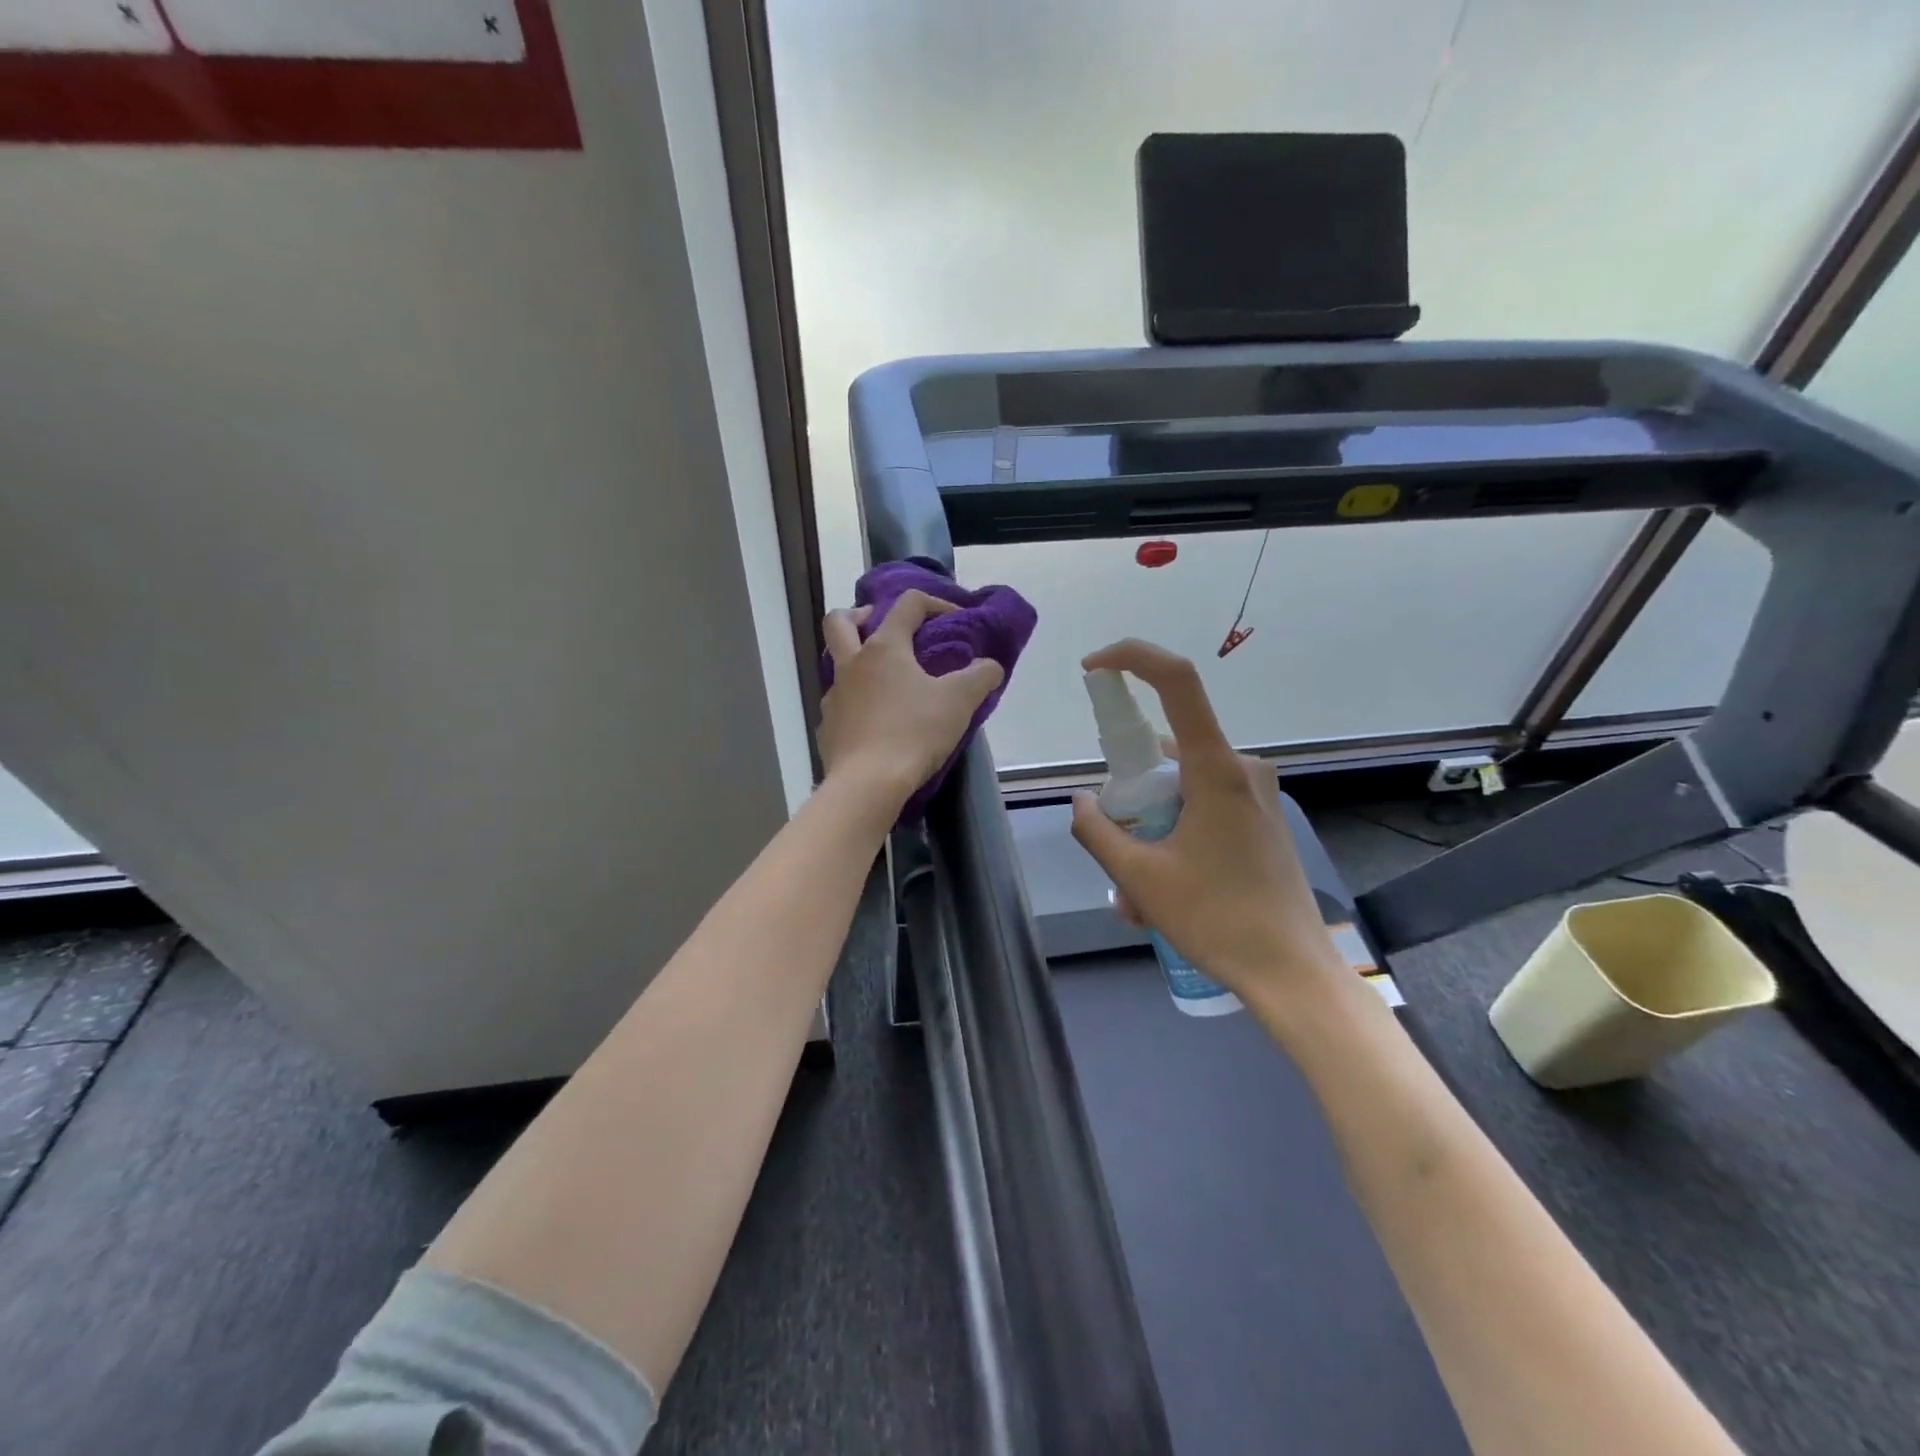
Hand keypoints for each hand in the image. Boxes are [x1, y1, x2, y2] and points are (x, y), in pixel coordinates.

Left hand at [818, 590, 1005, 811]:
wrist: (867, 783)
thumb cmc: (914, 732)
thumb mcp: (959, 701)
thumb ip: (980, 676)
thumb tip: (990, 666)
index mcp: (884, 647)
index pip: (907, 604)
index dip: (935, 603)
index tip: (956, 620)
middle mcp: (851, 664)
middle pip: (839, 621)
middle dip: (861, 615)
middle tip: (884, 628)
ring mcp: (834, 696)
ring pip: (836, 663)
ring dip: (857, 661)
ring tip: (886, 680)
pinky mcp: (828, 728)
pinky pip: (839, 704)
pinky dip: (856, 703)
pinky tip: (875, 721)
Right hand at [1068, 640, 1345, 1011]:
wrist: (1292, 974)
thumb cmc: (1217, 919)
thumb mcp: (1139, 878)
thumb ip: (1097, 832)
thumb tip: (1082, 802)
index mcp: (1216, 769)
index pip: (1177, 681)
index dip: (1132, 659)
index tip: (1093, 668)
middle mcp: (1242, 768)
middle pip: (1167, 753)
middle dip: (1130, 799)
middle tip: (1118, 860)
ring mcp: (1257, 795)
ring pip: (1181, 790)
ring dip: (1150, 831)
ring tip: (1140, 900)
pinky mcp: (1262, 820)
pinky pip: (1203, 809)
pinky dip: (1174, 839)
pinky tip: (1166, 895)